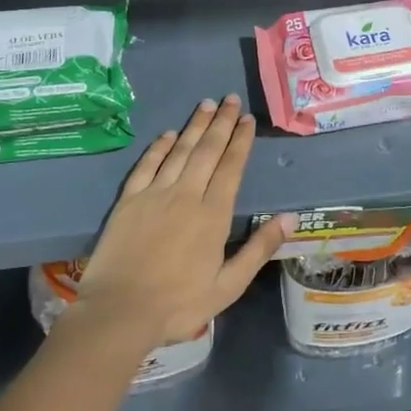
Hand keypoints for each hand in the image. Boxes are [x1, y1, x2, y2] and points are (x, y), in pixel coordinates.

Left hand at [73, 96, 286, 349]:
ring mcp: (155, 194)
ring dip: (194, 126)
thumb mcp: (229, 285)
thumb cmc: (179, 304)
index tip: (247, 119)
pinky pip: (147, 165)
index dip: (240, 141)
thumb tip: (290, 218)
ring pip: (179, 151)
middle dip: (221, 123)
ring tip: (206, 104)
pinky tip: (168, 134)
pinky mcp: (129, 201)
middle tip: (230, 99)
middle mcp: (187, 194)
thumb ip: (259, 248)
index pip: (231, 167)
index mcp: (214, 214)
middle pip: (207, 150)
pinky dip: (159, 147)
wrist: (119, 312)